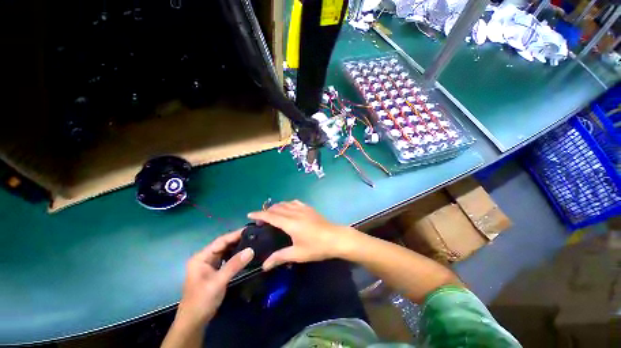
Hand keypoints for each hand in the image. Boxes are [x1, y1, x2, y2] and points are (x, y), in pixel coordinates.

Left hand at [175, 230, 253, 327]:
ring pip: (226, 251)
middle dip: (238, 240)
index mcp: (201, 257)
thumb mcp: (218, 282)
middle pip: (224, 245)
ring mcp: (210, 265)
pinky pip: (227, 259)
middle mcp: (205, 258)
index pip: (221, 241)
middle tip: (255, 236)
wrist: (194, 322)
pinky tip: (245, 254)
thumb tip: (251, 250)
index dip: (235, 235)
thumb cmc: (202, 301)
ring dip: (238, 247)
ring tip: (253, 242)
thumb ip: (234, 265)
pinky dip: (236, 256)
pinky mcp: (215, 271)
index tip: (250, 230)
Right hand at [248, 200, 358, 269]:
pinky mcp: (309, 208)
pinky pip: (295, 202)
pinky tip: (288, 209)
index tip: (250, 214)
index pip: (271, 216)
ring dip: (277, 206)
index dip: (259, 214)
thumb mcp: (298, 254)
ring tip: (272, 213)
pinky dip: (287, 204)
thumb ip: (280, 257)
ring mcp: (303, 208)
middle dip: (267, 211)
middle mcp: (295, 212)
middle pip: (277, 207)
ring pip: (286, 203)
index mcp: (290, 223)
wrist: (336, 238)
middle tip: (261, 219)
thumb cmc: (316, 247)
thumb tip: (264, 266)